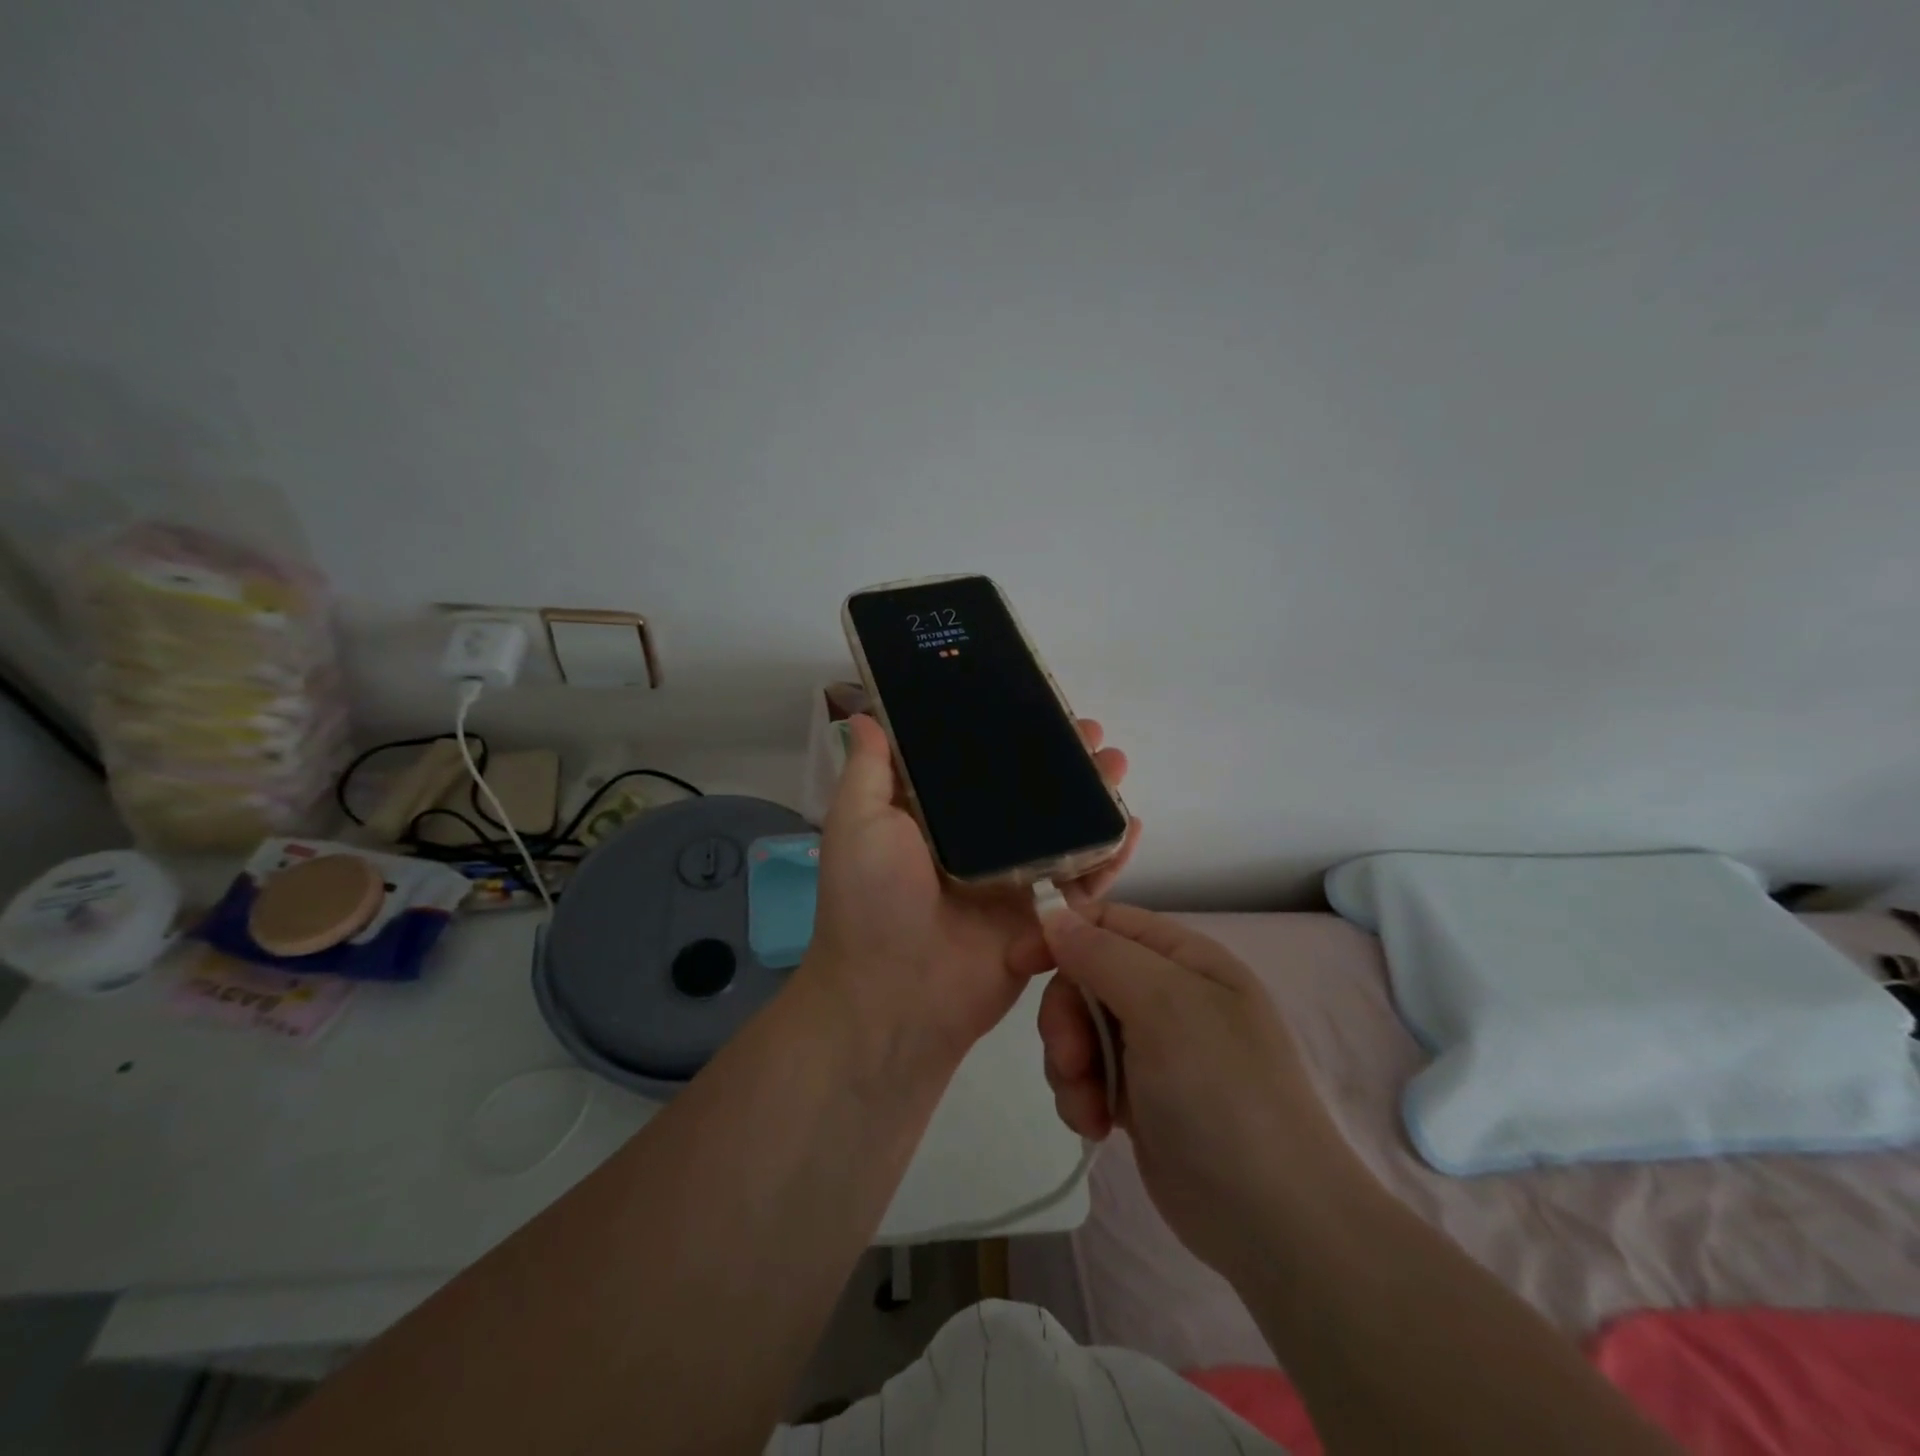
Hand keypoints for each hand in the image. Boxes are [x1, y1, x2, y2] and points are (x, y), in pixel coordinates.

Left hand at [799, 715, 1139, 1069]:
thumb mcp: (858, 823)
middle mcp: (978, 847)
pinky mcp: (1042, 919)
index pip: (977, 768)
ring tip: (1115, 763)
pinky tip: (1130, 824)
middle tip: (1090, 734)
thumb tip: (867, 717)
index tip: (1035, 708)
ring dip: (1091, 799)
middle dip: (1061, 763)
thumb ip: (870, 771)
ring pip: (1062, 832)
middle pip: (1028, 796)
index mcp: (935, 822)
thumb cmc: (871, 900)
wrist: (895, 996)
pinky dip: (1108, 856)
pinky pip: (1082, 883)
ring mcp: (1014, 883)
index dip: (1005, 737)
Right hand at [1037, 904, 1359, 1279]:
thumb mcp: (1164, 1006)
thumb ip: (1103, 954)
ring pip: (1079, 1030)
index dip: (1060, 936)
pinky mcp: (1140, 1097)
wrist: (1271, 1220)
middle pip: (1085, 978)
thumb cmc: (1221, 1092)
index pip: (1107, 922)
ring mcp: (1155, 1049)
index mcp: (1185, 959)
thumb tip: (1054, 916)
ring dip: (1070, 1065)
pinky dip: (1081, 1096)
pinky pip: (1088, 1075)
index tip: (1018, 965)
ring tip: (1089, 1107)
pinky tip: (1096, 1127)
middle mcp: (1170, 996)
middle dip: (1066, 1017)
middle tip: (1069, 1059)